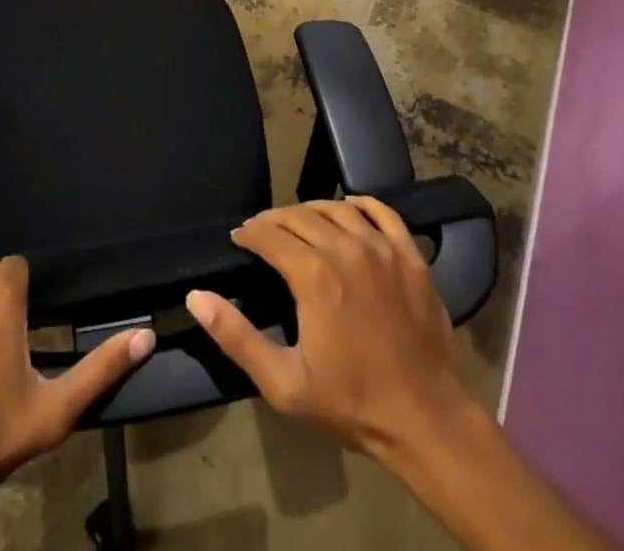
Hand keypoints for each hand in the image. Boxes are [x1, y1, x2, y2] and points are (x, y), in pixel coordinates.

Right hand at [186, 197, 474, 460]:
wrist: (427, 420)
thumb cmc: (352, 402)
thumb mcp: (284, 383)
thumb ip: (236, 337)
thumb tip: (196, 296)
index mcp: (313, 274)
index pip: (269, 234)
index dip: (249, 233)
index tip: (239, 239)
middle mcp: (346, 247)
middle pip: (300, 215)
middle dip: (274, 220)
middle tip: (262, 232)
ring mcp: (382, 247)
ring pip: (336, 208)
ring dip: (311, 210)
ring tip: (298, 223)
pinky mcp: (410, 255)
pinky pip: (382, 212)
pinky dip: (360, 204)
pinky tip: (348, 208)